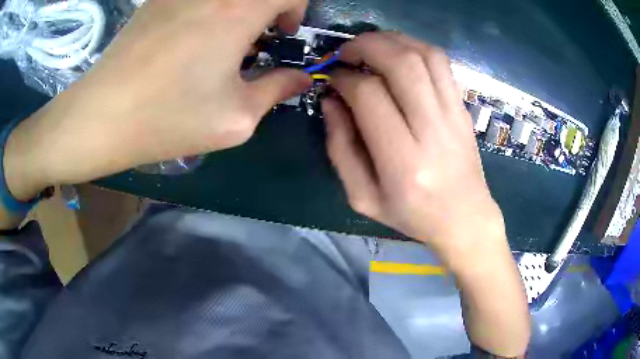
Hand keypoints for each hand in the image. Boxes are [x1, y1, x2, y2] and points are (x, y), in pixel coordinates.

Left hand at [6, 0, 310, 200]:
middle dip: (267, 8)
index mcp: (239, 10)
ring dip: (237, 10)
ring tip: (220, 42)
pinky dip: (210, 9)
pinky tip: (190, 38)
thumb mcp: (235, 117)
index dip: (295, 7)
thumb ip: (277, 90)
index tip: (281, 33)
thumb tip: (300, 78)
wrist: (100, 117)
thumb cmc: (167, 120)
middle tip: (255, 38)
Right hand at [323, 32, 529, 355]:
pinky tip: (399, 53)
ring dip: (392, 40)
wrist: (465, 219)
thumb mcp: (362, 197)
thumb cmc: (412, 215)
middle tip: (347, 52)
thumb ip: (340, 148)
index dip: (344, 78)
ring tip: (371, 47)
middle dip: (366, 46)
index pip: (369, 96)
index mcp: (403, 161)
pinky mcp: (463, 108)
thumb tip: (331, 101)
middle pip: (401, 63)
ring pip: (424, 55)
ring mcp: (453, 115)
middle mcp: (433, 131)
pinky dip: (415, 47)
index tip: (332, 78)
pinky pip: (442, 63)